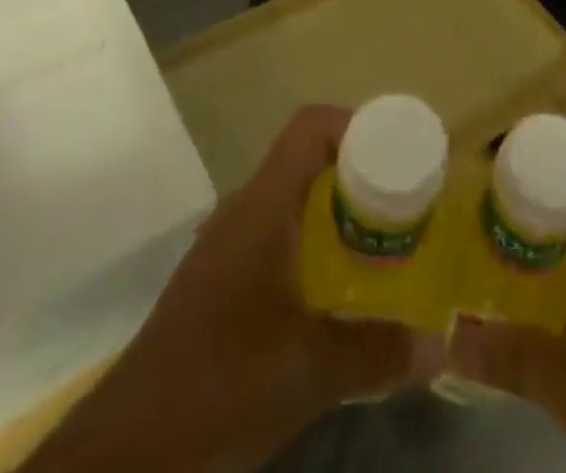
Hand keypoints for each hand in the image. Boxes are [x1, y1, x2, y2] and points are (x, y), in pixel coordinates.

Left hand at [26, 105, 443, 472]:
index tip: (398, 154)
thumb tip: (440, 347)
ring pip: (291, 200)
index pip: (310, 127)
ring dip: (335, 211)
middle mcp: (244, 211)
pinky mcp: (218, 282)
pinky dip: (312, 243)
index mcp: (263, 205)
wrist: (124, 452)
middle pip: (306, 160)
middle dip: (358, 173)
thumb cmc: (220, 385)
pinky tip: (333, 290)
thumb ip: (377, 353)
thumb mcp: (309, 372)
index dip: (356, 124)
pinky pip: (276, 235)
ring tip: (380, 242)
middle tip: (403, 204)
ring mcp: (226, 246)